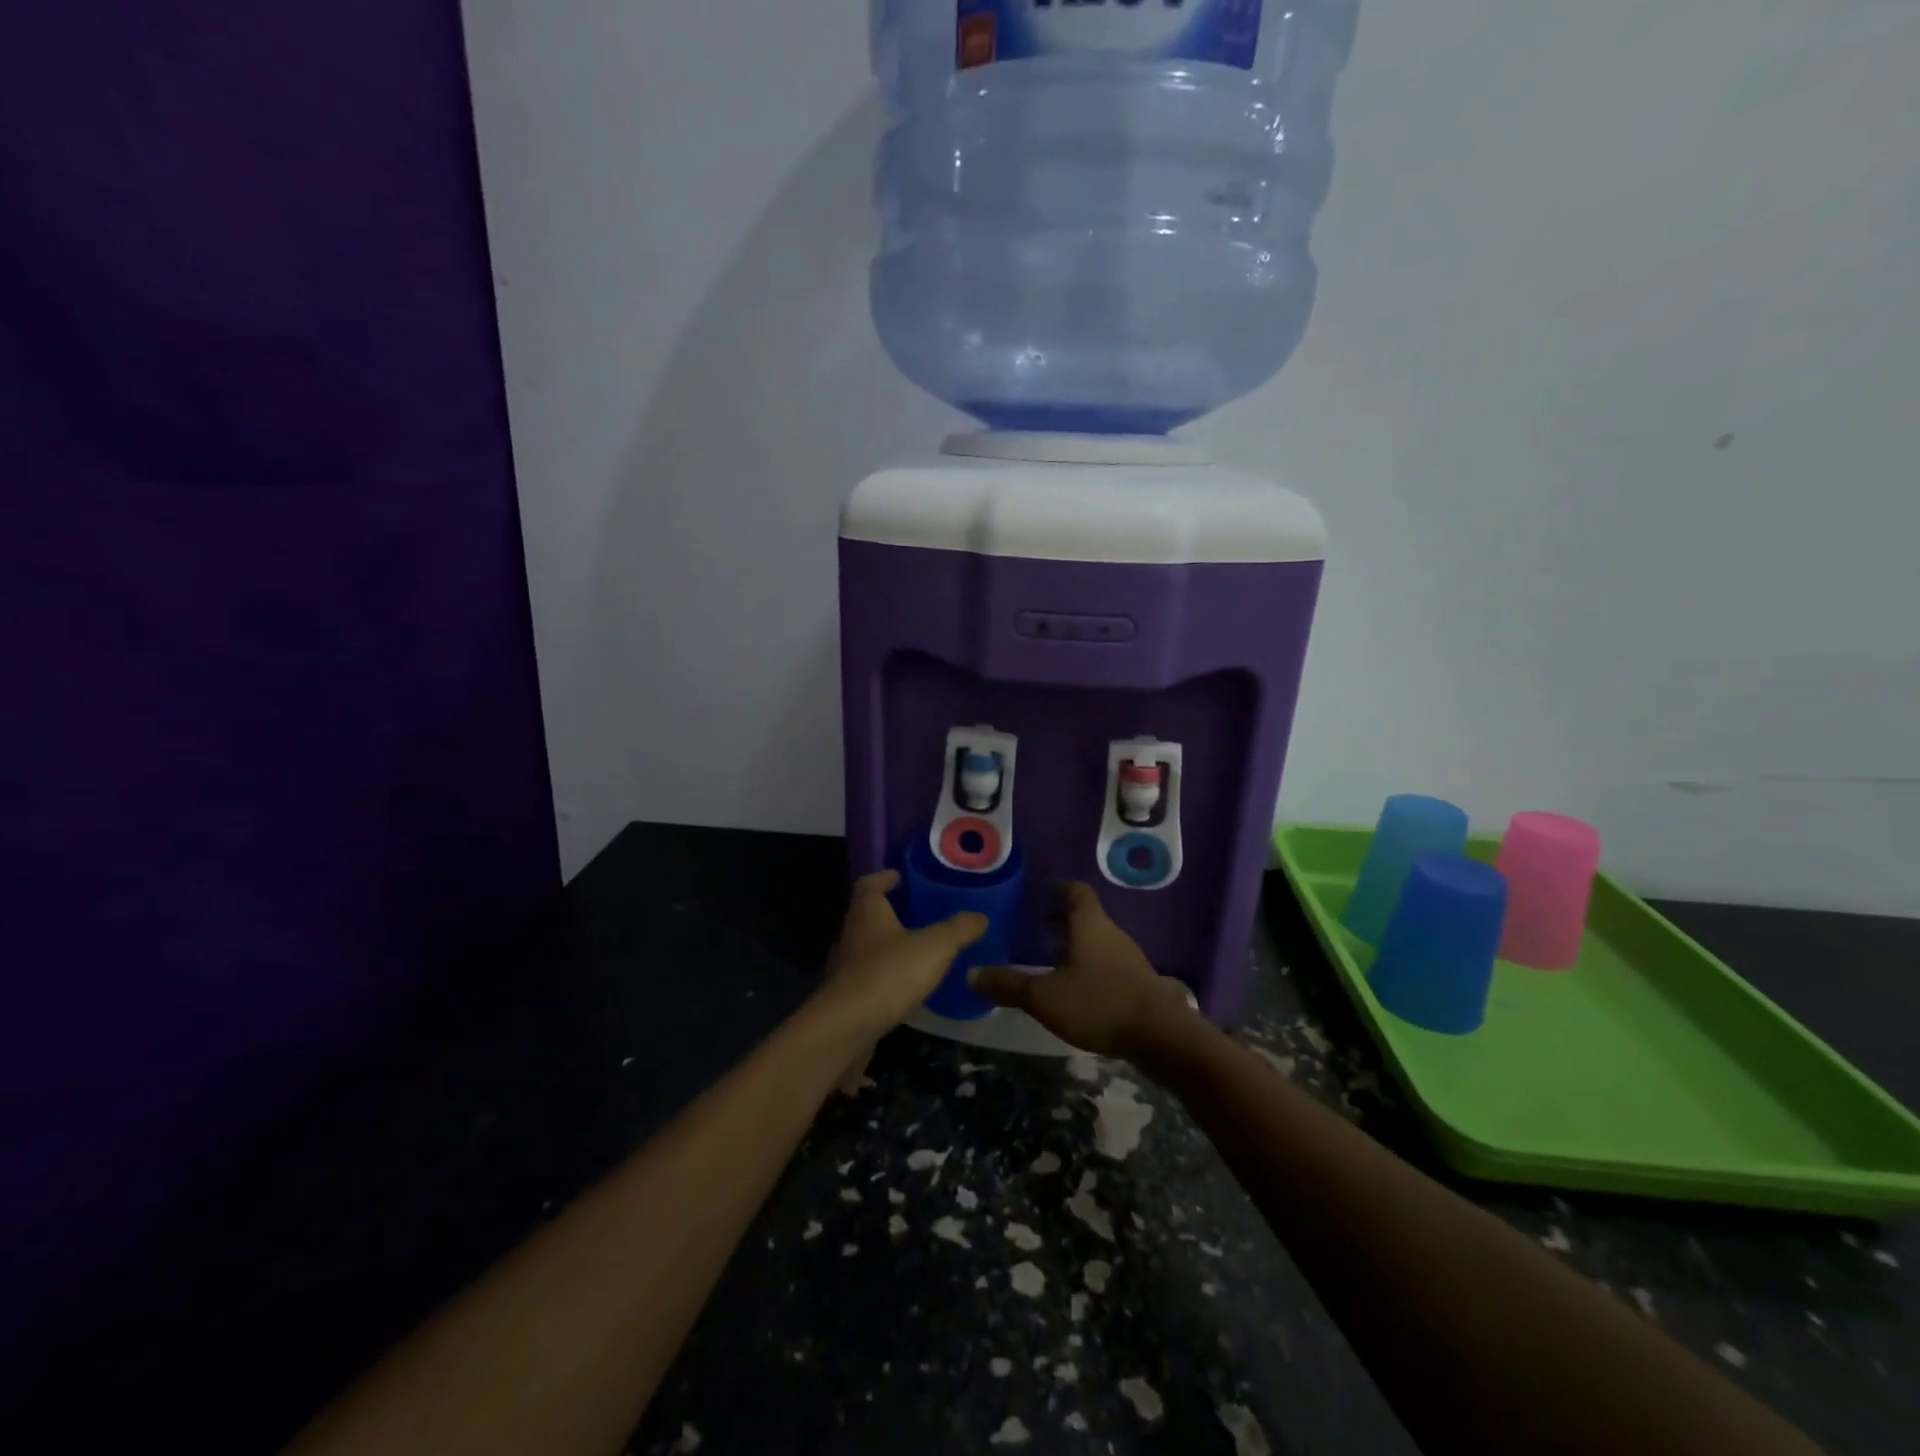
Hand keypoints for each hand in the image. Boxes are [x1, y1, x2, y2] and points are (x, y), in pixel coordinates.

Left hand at [809, 870, 986, 1090]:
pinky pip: (869, 977)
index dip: (886, 877)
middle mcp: (851, 933)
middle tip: (921, 912)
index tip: (902, 877)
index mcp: (867, 912)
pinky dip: (886, 975)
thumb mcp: (934, 947)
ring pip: (868, 946)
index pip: (870, 884)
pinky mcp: (847, 996)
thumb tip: (980, 916)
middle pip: (868, 914)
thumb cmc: (888, 974)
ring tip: (919, 949)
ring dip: (890, 945)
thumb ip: (958, 929)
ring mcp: (845, 967)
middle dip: (892, 911)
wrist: (846, 1028)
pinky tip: (906, 986)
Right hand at [968, 882, 1201, 1060]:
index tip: (1041, 895)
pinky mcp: (1140, 983)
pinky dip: (1093, 968)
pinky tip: (1080, 991)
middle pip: (1087, 916)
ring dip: (1078, 946)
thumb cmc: (1098, 1003)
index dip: (1058, 889)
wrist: (1161, 1036)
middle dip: (1063, 921)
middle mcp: (1112, 933)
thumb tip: (971, 973)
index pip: (1075, 891)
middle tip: (1037, 930)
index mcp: (1089, 924)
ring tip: (1053, 962)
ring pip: (1099, 942)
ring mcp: (1130, 958)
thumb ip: (1009, 985)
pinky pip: (1110, 965)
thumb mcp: (1045, 997)